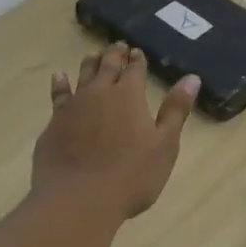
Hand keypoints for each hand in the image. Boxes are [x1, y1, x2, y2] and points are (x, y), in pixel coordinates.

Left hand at [32, 44, 199, 220]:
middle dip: (114, 55)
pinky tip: (59, 77)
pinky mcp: (53, 124)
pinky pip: (58, 95)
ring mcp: (73, 107)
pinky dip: (60, 84)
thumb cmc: (131, 176)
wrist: (78, 199)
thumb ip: (176, 110)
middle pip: (107, 67)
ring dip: (90, 64)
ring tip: (93, 55)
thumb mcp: (164, 145)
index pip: (135, 70)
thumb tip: (192, 78)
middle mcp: (99, 93)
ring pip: (82, 76)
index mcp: (129, 96)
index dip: (137, 60)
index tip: (137, 52)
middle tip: (117, 46)